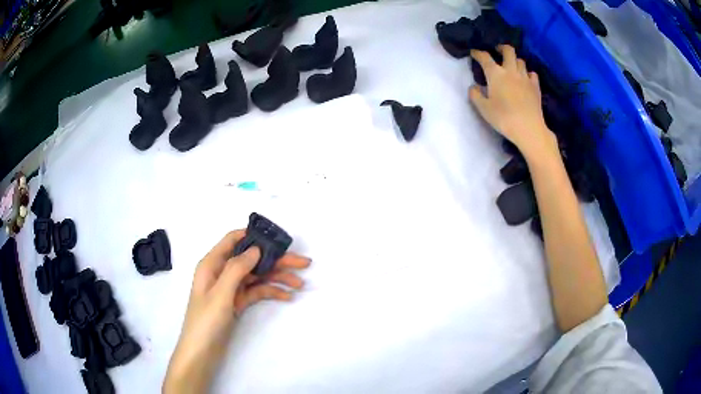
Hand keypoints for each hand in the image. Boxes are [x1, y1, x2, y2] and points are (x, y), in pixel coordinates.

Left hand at [163, 230, 310, 393]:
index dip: (254, 236)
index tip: (278, 239)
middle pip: (252, 260)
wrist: (201, 353)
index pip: (233, 240)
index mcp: (212, 264)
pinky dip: (271, 292)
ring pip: (257, 276)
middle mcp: (222, 272)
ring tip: (300, 283)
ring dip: (278, 278)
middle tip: (303, 263)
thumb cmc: (206, 321)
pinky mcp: (237, 303)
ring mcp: (230, 288)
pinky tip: (287, 297)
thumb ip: (236, 269)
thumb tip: (256, 248)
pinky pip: (256, 292)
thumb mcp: (220, 293)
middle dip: (276, 260)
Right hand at [469, 45, 556, 159]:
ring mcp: (525, 78)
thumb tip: (473, 87)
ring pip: (521, 61)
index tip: (474, 53)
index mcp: (496, 74)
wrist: (529, 129)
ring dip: (515, 60)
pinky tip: (525, 78)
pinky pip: (532, 74)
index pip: (484, 57)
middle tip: (497, 51)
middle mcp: (511, 71)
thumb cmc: (504, 118)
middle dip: (501, 48)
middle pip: (508, 51)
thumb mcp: (483, 109)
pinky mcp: (535, 87)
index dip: (478, 53)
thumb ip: (475, 95)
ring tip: (511, 66)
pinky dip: (528, 73)